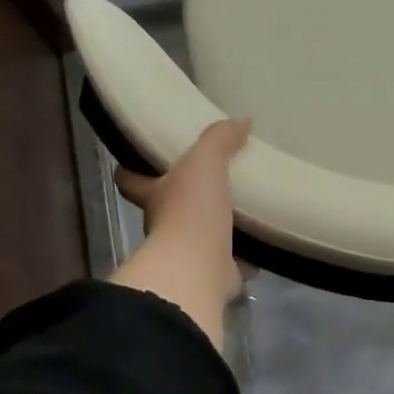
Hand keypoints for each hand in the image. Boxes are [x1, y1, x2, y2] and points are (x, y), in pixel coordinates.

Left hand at [110, 118, 251, 343]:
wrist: (199, 268)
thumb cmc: (191, 210)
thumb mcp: (204, 162)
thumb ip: (219, 139)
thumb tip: (241, 120)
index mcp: (155, 195)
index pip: (131, 179)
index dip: (132, 169)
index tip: (140, 158)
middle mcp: (164, 225)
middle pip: (167, 207)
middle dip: (185, 197)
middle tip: (212, 179)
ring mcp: (188, 252)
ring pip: (200, 234)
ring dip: (217, 225)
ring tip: (244, 208)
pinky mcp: (213, 273)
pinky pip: (230, 260)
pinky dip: (244, 254)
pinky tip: (262, 241)